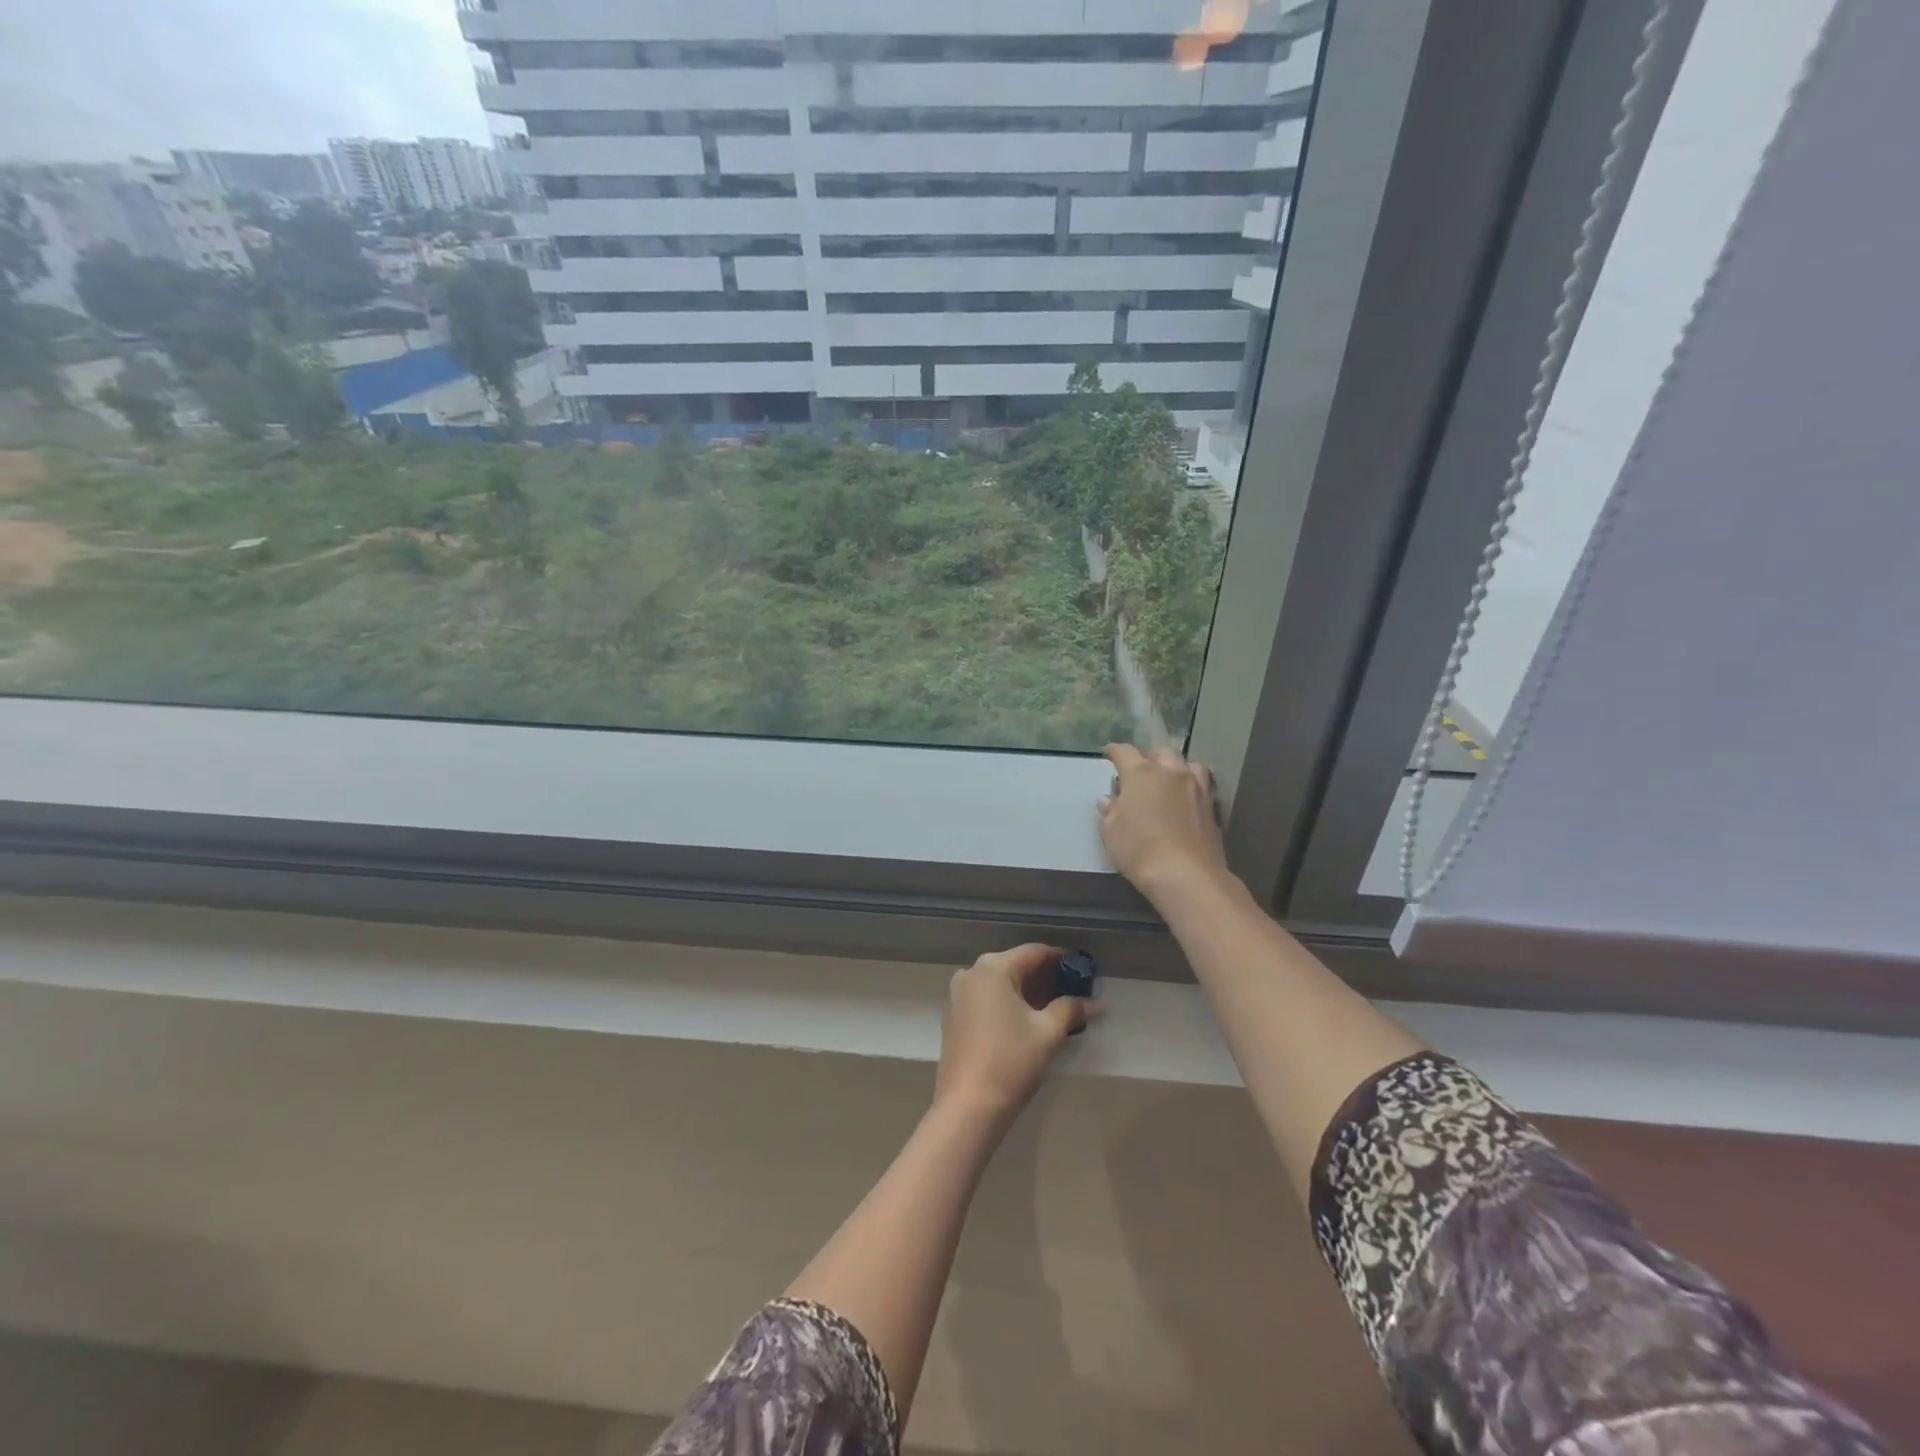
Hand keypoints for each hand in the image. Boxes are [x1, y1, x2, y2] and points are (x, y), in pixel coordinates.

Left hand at [935, 944, 1097, 1126]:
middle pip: (1015, 966)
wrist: (968, 1106)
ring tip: (1054, 1010)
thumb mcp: (1048, 1032)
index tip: (1083, 971)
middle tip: (1073, 993)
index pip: (1034, 952)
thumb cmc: (1011, 1060)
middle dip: (1045, 979)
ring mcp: (958, 996)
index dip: (1061, 960)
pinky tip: (1026, 1023)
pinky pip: (986, 1000)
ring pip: (1000, 985)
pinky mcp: (954, 1018)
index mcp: (992, 968)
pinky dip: (1007, 1005)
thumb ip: (1070, 1009)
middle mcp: (970, 973)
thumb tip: (1095, 1004)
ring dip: (1027, 993)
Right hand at [1098, 744, 1230, 901]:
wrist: (1186, 875)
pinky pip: (1202, 788)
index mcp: (1141, 773)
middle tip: (1141, 772)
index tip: (1108, 754)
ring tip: (1169, 782)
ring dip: (1177, 769)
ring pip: (1189, 765)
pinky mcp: (1212, 809)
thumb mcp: (1110, 832)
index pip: (1125, 752)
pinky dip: (1191, 789)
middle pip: (1162, 752)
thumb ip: (1110, 811)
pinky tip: (1184, 803)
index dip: (1114, 751)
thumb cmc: (1138, 849)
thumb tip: (1110, 801)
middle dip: (1149, 757)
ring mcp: (1197, 789)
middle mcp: (1171, 773)